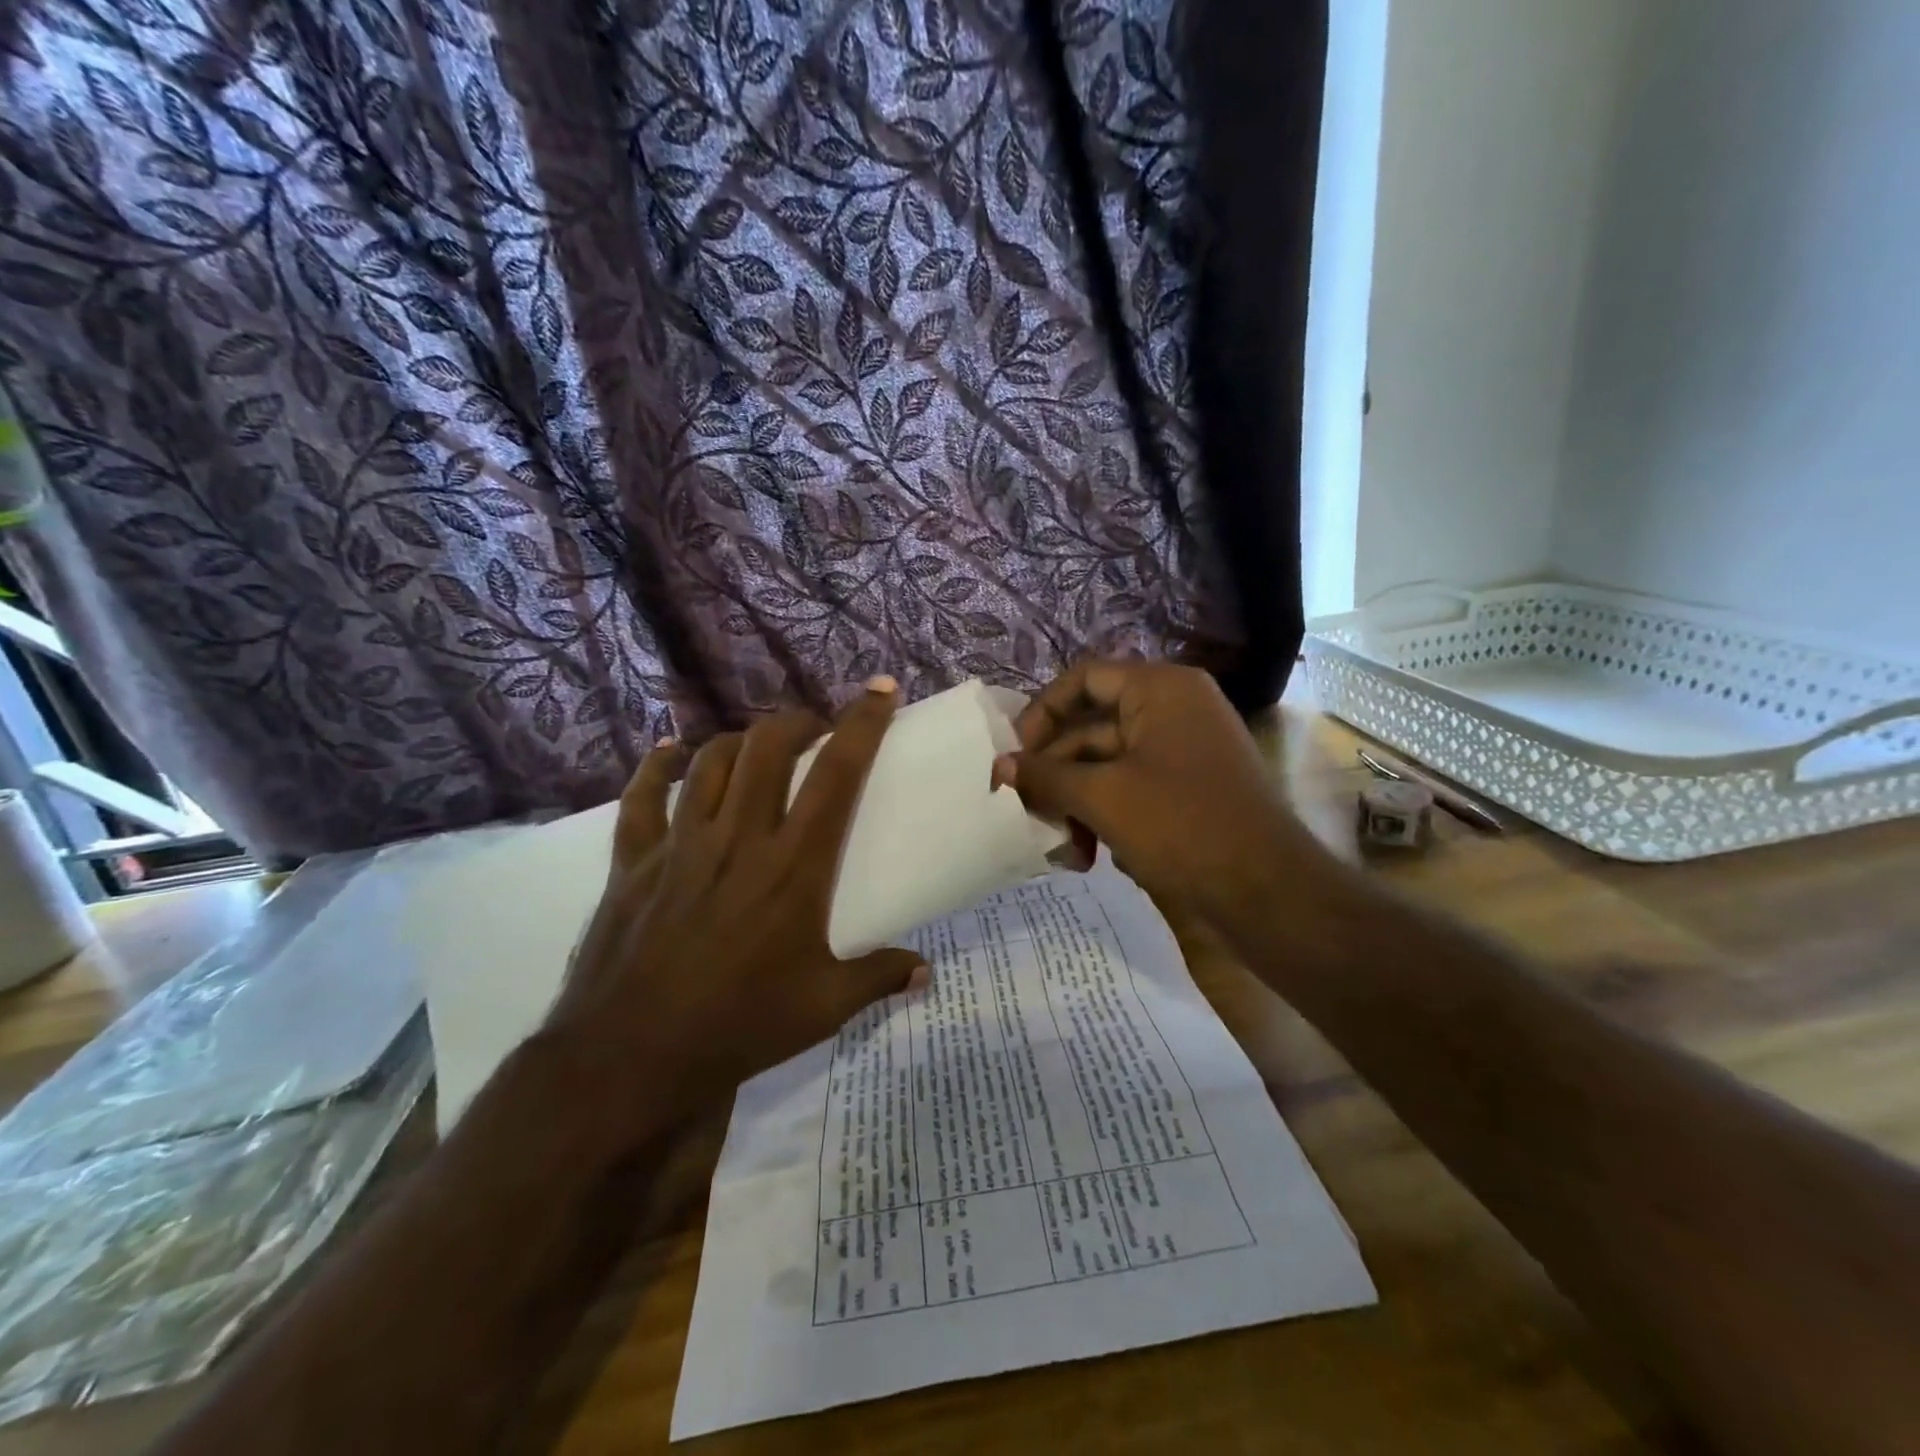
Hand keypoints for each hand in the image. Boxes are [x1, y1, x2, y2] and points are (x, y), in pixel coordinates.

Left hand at [546, 679, 926, 1122]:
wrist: (632, 1056)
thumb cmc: (739, 1026)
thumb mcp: (824, 1007)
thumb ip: (879, 978)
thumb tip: (925, 972)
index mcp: (794, 865)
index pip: (837, 774)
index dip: (862, 724)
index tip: (881, 691)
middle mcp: (740, 837)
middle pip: (769, 747)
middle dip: (797, 721)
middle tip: (814, 729)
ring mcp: (681, 844)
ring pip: (711, 761)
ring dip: (740, 740)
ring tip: (758, 747)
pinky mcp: (635, 861)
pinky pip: (642, 797)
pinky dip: (656, 768)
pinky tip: (668, 753)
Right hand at [995, 659, 1331, 922]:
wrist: (1269, 895)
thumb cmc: (1182, 827)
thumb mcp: (1103, 798)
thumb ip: (1045, 776)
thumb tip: (998, 766)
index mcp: (1160, 690)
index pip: (1083, 679)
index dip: (1041, 713)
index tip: (1012, 756)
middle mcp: (1174, 710)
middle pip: (1091, 728)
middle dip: (1055, 775)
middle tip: (1025, 813)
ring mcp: (1183, 753)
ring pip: (1107, 767)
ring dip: (1076, 805)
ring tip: (1063, 850)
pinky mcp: (1188, 792)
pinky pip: (1131, 791)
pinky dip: (1105, 818)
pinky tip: (1093, 858)